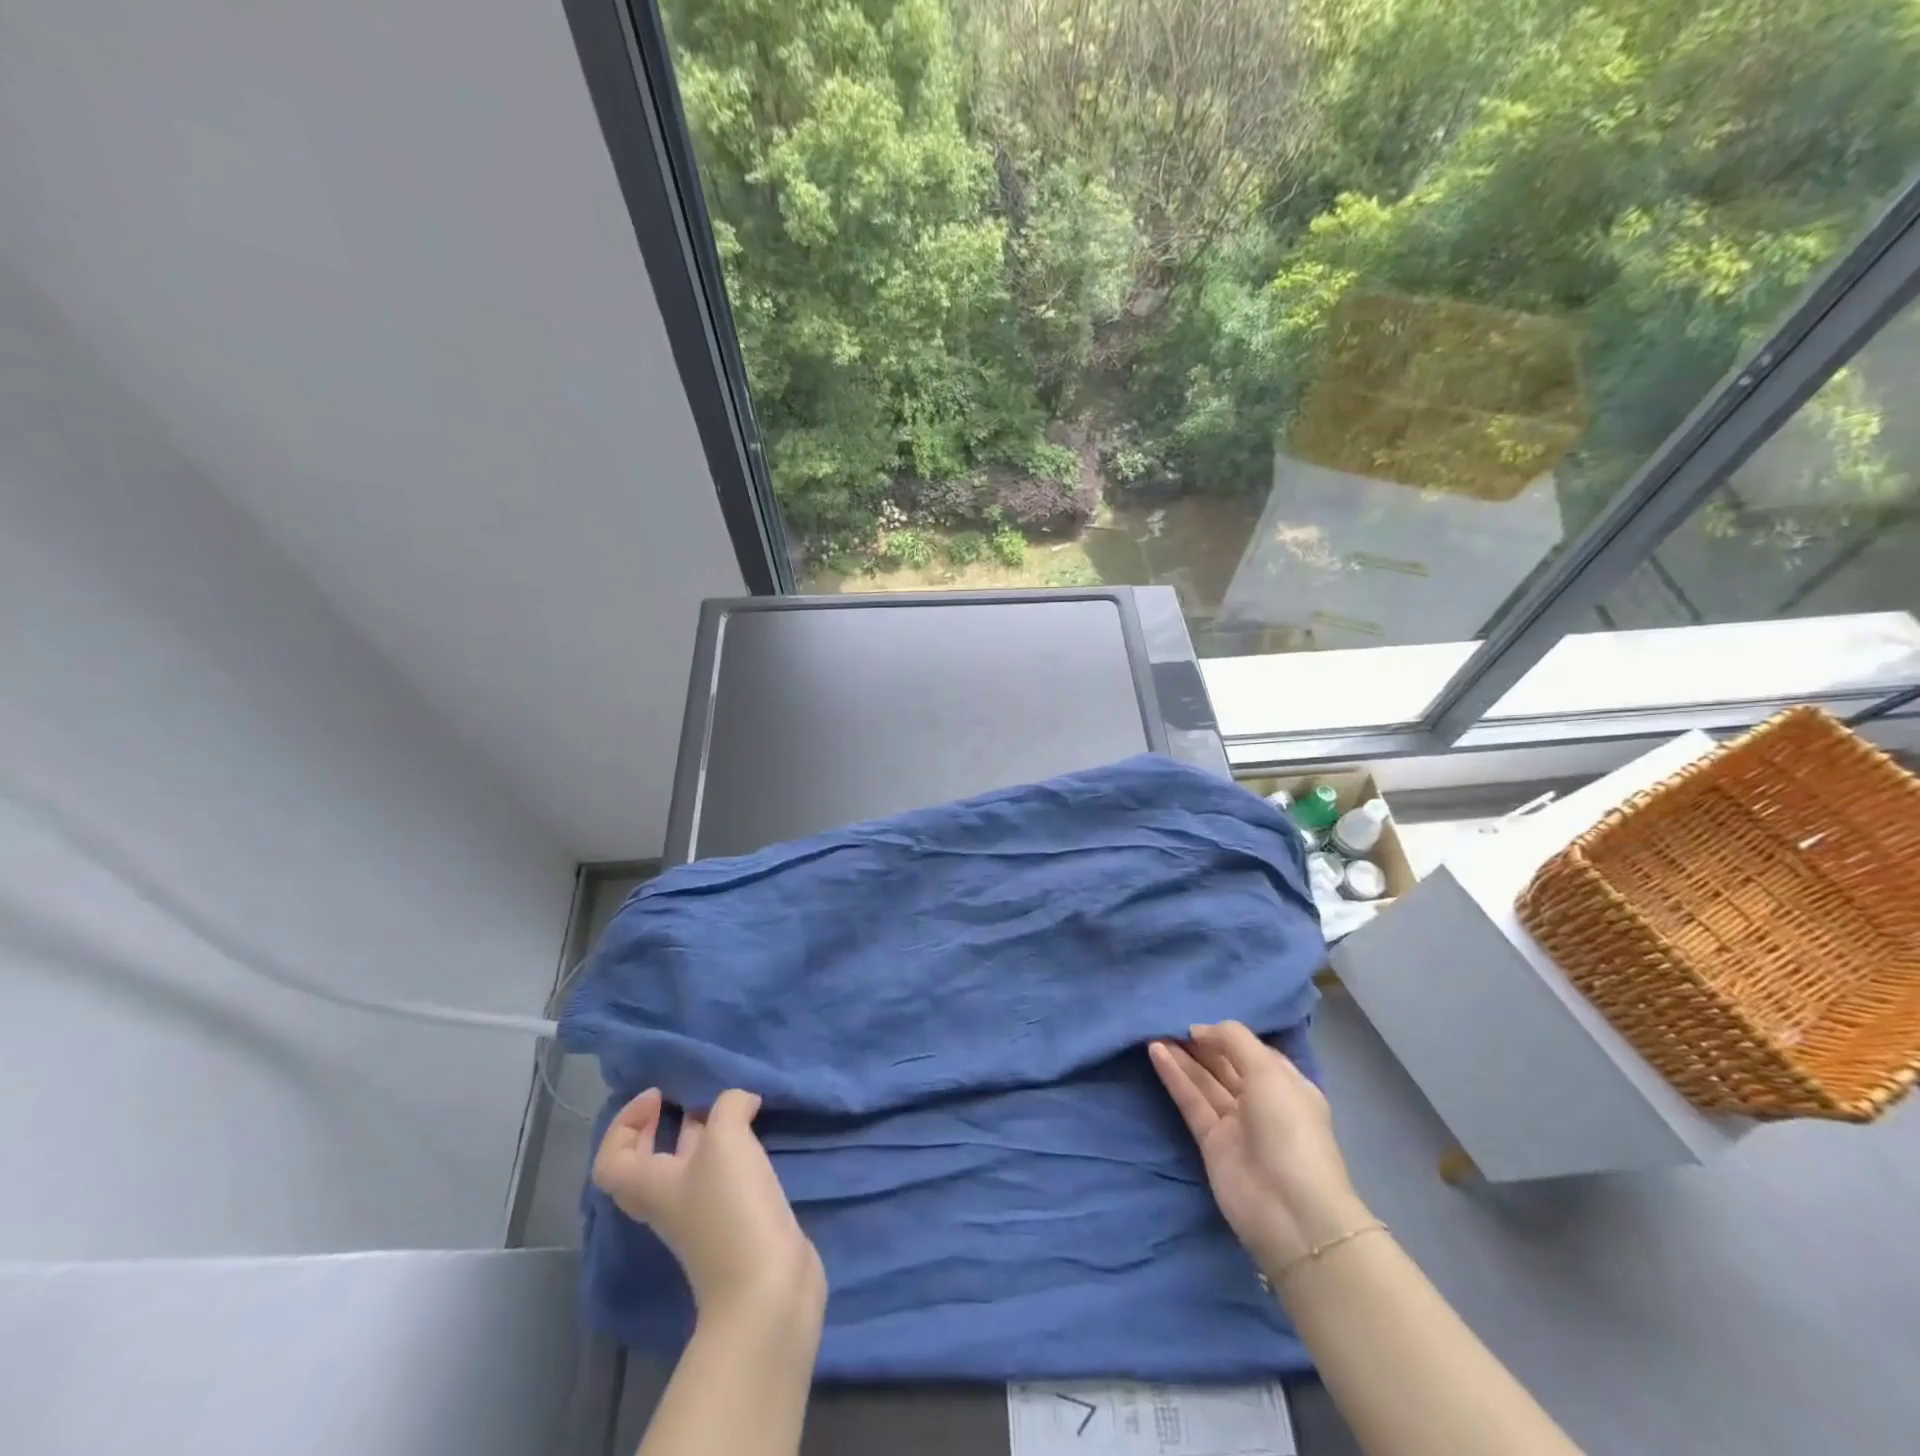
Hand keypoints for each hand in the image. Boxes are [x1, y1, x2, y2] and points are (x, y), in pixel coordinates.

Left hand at [592, 1088, 825, 1325]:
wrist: (766, 1287)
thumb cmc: (730, 1209)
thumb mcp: (726, 1140)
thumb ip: (729, 1106)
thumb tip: (740, 1101)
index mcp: (651, 1185)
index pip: (611, 1159)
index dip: (624, 1124)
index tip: (658, 1095)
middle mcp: (671, 1199)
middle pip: (648, 1161)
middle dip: (661, 1125)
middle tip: (688, 1095)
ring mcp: (703, 1214)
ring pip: (690, 1166)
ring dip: (703, 1134)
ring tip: (732, 1106)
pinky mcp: (735, 1221)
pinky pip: (723, 1177)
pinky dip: (734, 1151)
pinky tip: (757, 1135)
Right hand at [1150, 1021, 1369, 1273]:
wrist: (1291, 1210)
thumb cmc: (1290, 1129)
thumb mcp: (1269, 1071)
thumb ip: (1233, 1040)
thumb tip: (1199, 1030)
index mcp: (1286, 1085)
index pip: (1252, 1052)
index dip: (1226, 1036)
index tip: (1197, 1021)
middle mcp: (1261, 1102)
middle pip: (1225, 1065)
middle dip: (1200, 1044)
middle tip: (1167, 1021)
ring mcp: (1235, 1124)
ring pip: (1204, 1082)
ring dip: (1181, 1058)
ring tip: (1154, 1032)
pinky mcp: (1211, 1142)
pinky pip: (1191, 1102)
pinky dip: (1174, 1077)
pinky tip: (1155, 1053)